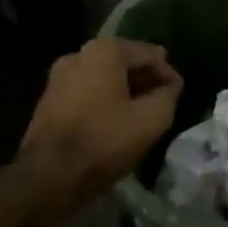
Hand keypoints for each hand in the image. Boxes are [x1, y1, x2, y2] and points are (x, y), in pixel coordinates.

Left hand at [18, 38, 183, 204]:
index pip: (151, 54)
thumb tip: (170, 86)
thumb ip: (169, 95)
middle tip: (163, 103)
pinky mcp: (49, 99)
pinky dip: (104, 101)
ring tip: (141, 114)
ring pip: (104, 77)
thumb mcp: (152, 119)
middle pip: (125, 62)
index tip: (178, 96)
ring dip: (125, 91)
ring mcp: (59, 76)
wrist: (49, 175)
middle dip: (146, 80)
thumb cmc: (105, 141)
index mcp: (105, 50)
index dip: (169, 74)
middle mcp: (79, 54)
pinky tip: (115, 122)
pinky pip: (87, 92)